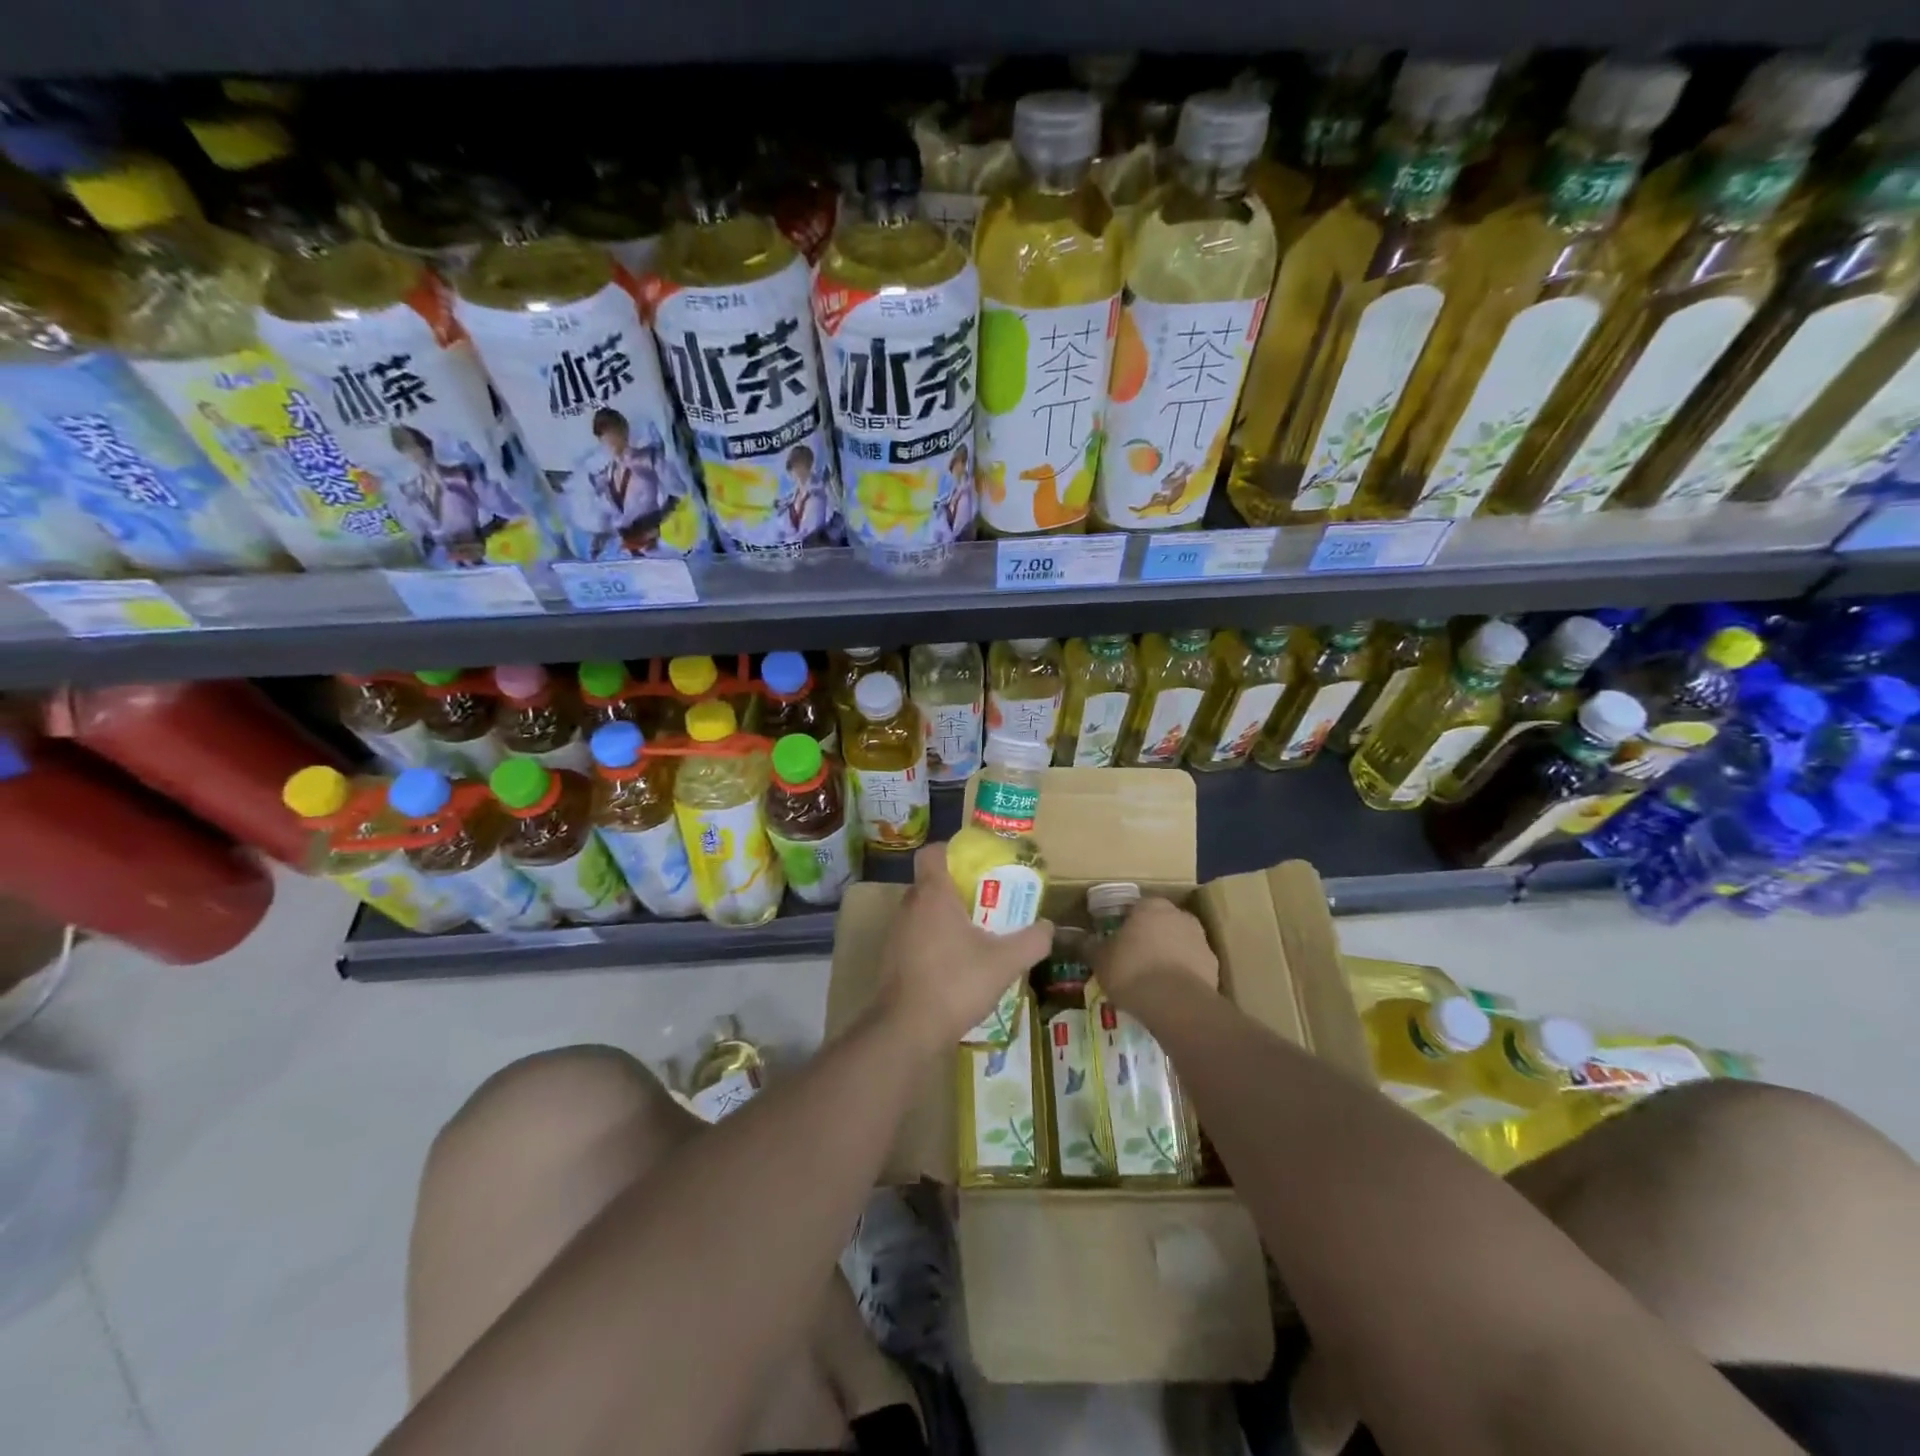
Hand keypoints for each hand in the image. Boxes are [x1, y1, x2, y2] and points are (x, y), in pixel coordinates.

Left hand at [875, 845, 1052, 1049]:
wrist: (907, 1030)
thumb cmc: (955, 983)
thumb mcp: (1005, 962)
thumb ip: (1032, 941)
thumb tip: (1049, 927)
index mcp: (933, 894)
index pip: (933, 852)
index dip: (953, 851)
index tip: (978, 864)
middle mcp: (909, 906)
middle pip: (932, 882)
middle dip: (959, 888)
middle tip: (988, 902)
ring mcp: (896, 933)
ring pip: (923, 911)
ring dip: (947, 917)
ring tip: (977, 935)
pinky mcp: (892, 958)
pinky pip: (916, 936)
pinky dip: (935, 941)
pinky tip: (957, 965)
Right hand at [1091, 896, 1217, 1011]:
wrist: (1177, 1005)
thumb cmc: (1132, 971)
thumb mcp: (1100, 960)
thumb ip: (1089, 946)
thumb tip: (1074, 938)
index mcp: (1150, 906)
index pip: (1135, 907)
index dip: (1124, 923)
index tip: (1116, 941)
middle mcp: (1179, 915)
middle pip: (1160, 922)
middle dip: (1148, 936)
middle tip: (1132, 958)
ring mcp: (1200, 940)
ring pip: (1178, 943)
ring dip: (1167, 954)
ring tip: (1150, 979)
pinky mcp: (1213, 966)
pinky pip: (1191, 965)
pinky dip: (1181, 974)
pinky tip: (1168, 992)